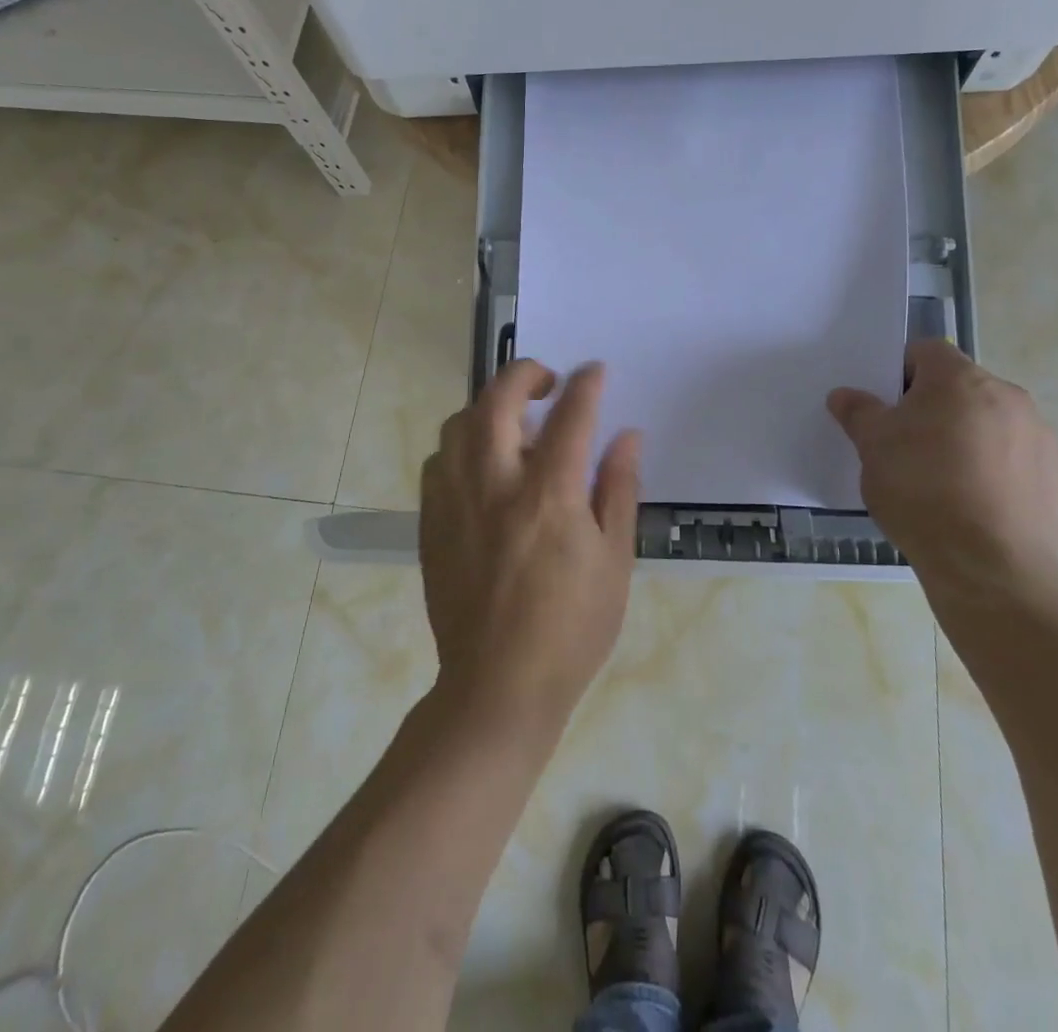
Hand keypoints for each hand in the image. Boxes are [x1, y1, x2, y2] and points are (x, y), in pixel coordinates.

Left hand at [419, 360, 642, 736]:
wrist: (498, 687)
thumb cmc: (571, 628)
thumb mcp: (615, 561)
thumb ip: (619, 489)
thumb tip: (626, 436)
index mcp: (549, 495)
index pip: (570, 416)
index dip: (585, 385)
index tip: (594, 370)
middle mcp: (495, 485)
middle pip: (497, 401)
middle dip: (524, 374)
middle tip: (546, 381)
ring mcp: (455, 502)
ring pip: (458, 424)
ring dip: (488, 408)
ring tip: (513, 423)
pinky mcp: (431, 523)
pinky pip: (438, 461)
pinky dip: (461, 445)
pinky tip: (481, 466)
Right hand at [827, 340, 1057, 597]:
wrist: (988, 564)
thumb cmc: (920, 490)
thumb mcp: (872, 448)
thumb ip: (858, 412)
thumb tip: (845, 395)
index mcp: (959, 380)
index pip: (926, 351)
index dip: (901, 373)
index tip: (887, 407)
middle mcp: (1008, 397)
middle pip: (963, 388)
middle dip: (937, 409)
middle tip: (910, 447)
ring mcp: (1042, 437)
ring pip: (995, 425)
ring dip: (972, 440)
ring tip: (946, 484)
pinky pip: (1023, 463)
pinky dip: (1002, 475)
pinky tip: (980, 508)